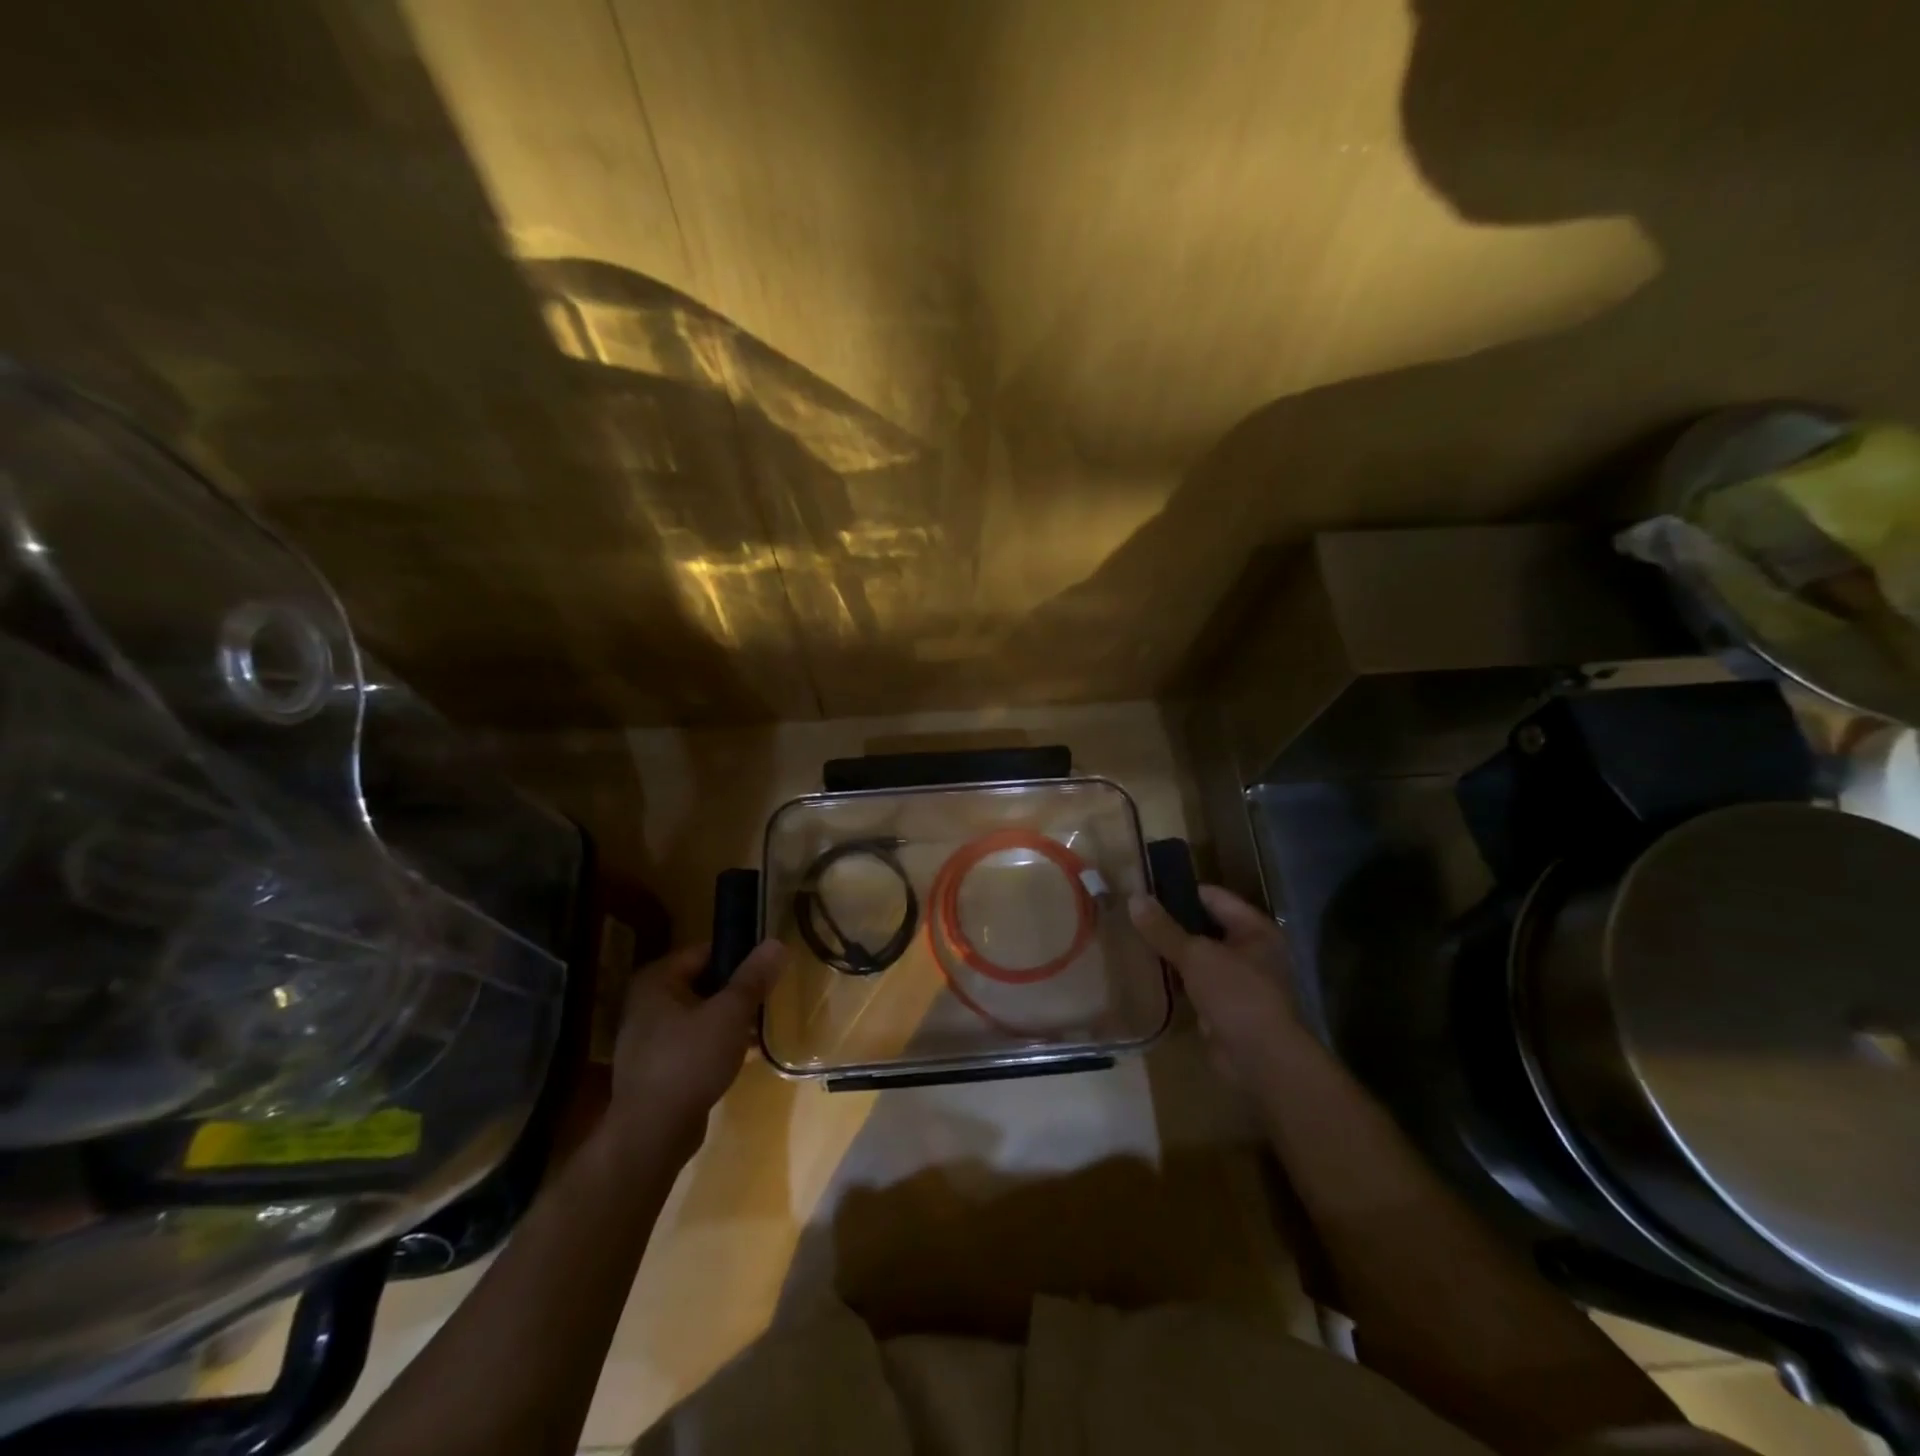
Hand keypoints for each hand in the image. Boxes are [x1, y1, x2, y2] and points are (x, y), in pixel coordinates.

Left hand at [604, 939, 785, 1162]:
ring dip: (728, 1020)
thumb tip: (777, 942)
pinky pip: (692, 1043)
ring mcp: (647, 1038)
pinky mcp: (655, 1068)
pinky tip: (741, 1056)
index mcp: (656, 981)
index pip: (705, 952)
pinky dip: (715, 1044)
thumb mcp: (730, 1013)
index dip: (739, 957)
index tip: (767, 970)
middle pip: (703, 983)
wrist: (652, 1135)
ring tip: (759, 1029)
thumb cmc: (690, 1061)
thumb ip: (754, 977)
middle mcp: (645, 1003)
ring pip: (699, 1015)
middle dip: (736, 993)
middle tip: (767, 1000)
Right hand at [1128, 886, 1305, 1088]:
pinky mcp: (1223, 1006)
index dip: (1179, 891)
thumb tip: (1134, 898)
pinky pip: (1194, 984)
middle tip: (1132, 915)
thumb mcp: (1196, 955)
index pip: (1212, 896)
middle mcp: (1250, 950)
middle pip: (1204, 926)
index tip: (1144, 890)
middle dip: (1171, 923)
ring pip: (1197, 957)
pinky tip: (1146, 973)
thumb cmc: (1236, 994)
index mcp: (1253, 929)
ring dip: (1171, 953)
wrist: (1261, 1059)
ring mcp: (1237, 980)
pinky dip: (1174, 980)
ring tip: (1133, 940)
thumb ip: (1163, 928)